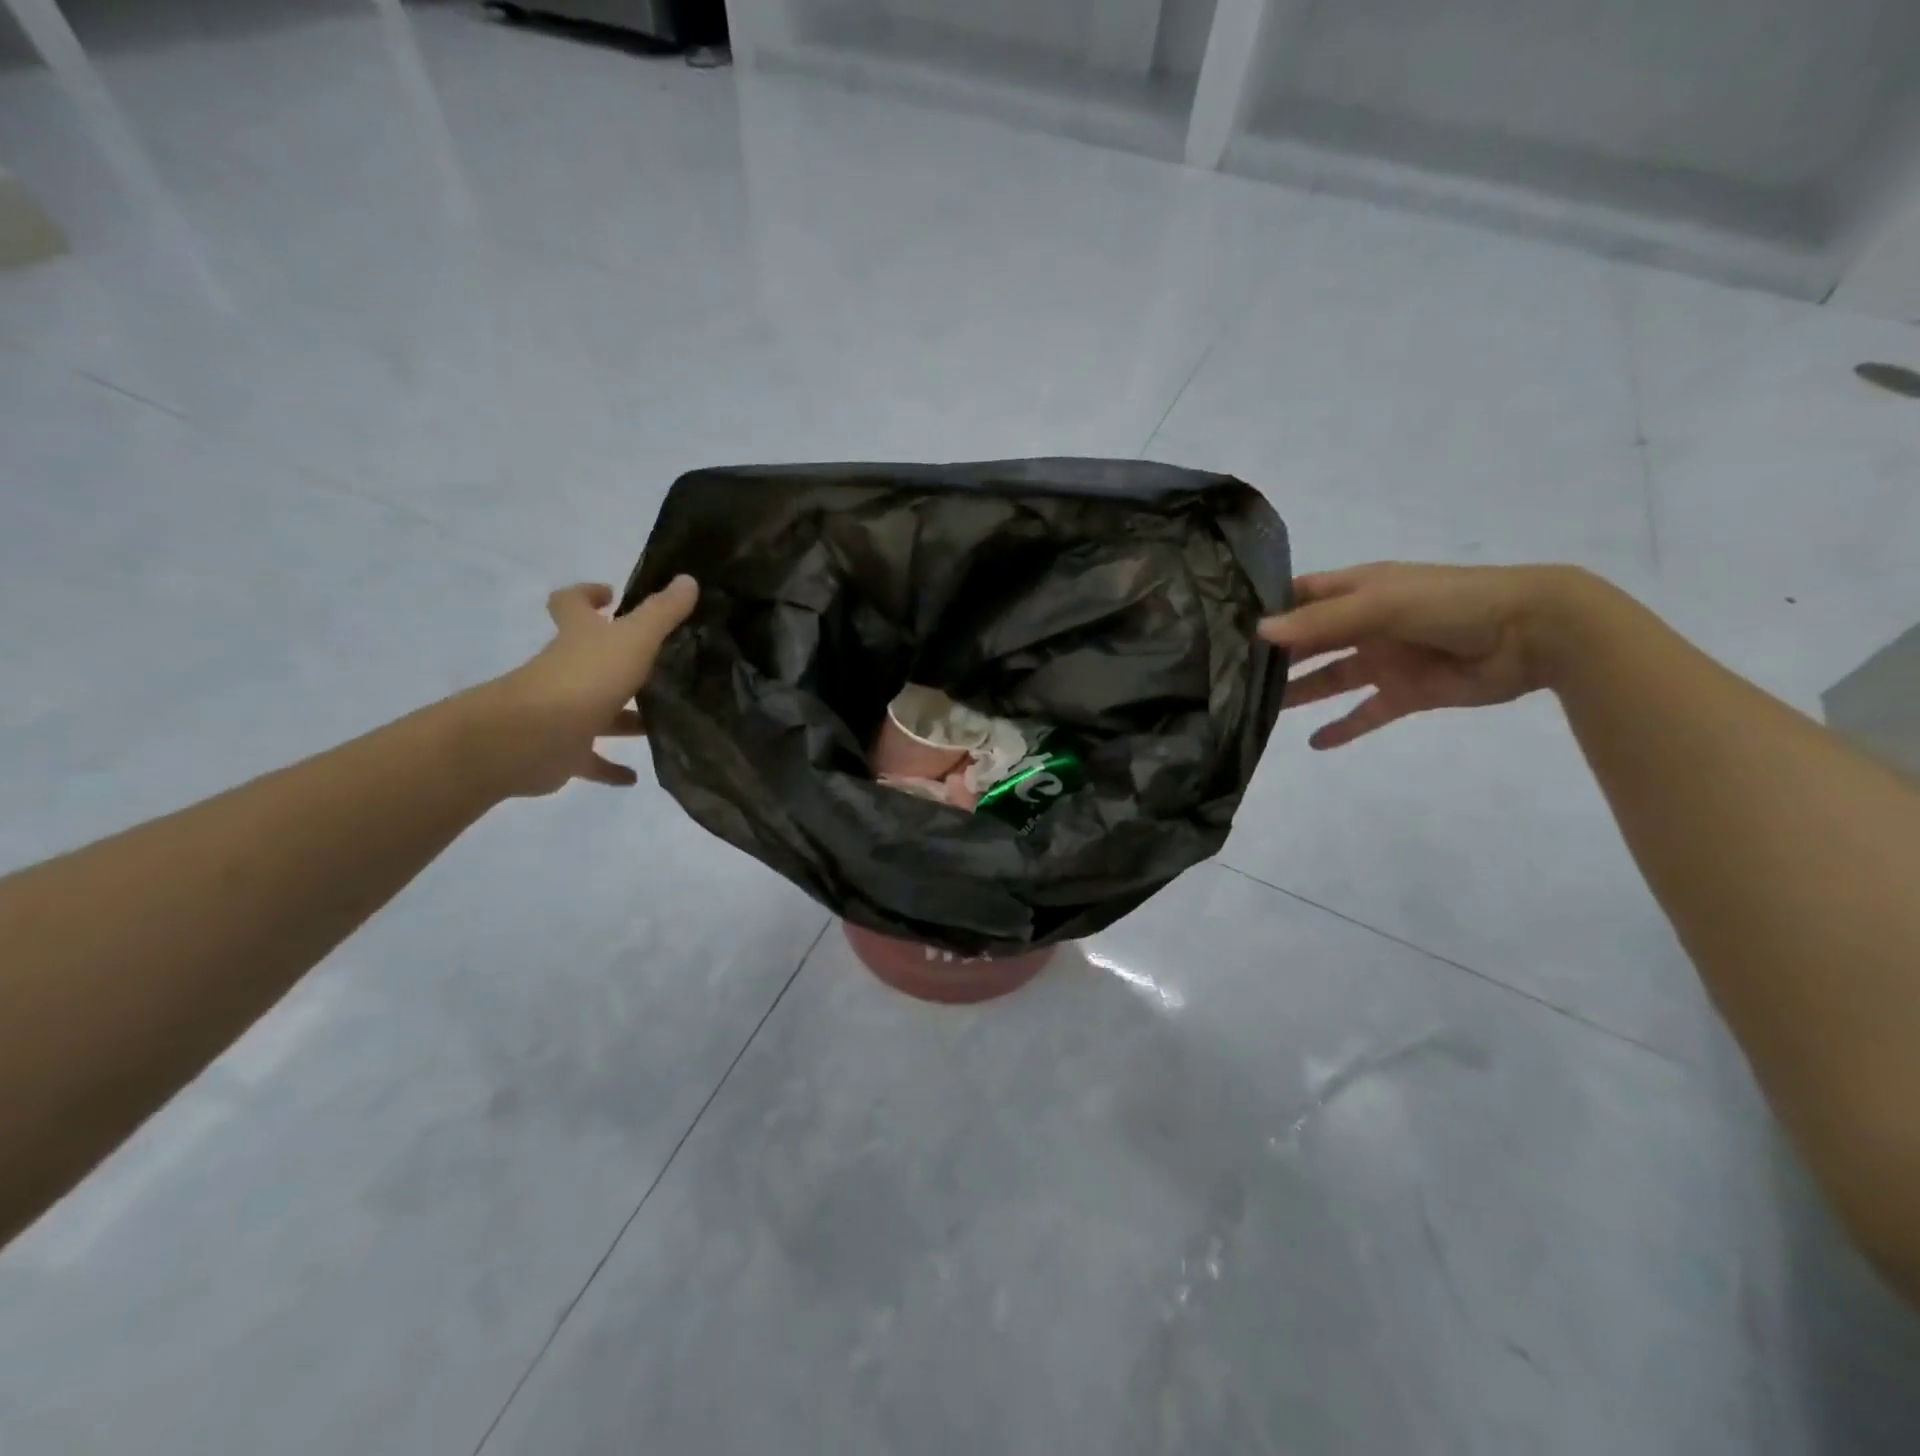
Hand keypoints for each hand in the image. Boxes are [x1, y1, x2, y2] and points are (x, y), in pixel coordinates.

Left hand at [470, 576, 699, 795]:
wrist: (533, 737)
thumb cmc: (585, 678)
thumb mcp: (633, 639)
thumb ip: (662, 612)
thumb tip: (688, 579)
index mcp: (578, 638)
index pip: (572, 604)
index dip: (587, 595)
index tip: (610, 594)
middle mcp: (566, 670)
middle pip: (589, 659)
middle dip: (620, 661)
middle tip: (660, 665)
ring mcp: (562, 712)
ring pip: (598, 711)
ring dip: (625, 718)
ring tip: (663, 722)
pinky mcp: (564, 752)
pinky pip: (591, 760)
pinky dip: (611, 768)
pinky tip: (636, 776)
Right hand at [1257, 562, 1590, 748]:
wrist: (1534, 634)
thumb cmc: (1452, 603)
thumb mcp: (1381, 603)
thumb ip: (1321, 621)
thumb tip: (1259, 632)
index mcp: (1359, 590)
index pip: (1302, 596)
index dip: (1269, 608)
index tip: (1224, 625)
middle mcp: (1365, 623)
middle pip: (1310, 641)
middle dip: (1275, 656)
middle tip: (1229, 676)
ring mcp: (1385, 659)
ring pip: (1330, 678)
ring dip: (1297, 693)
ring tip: (1256, 711)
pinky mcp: (1406, 693)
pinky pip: (1365, 713)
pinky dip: (1343, 728)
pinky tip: (1313, 743)